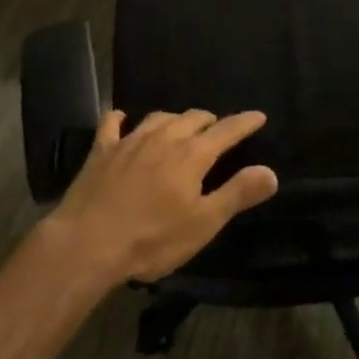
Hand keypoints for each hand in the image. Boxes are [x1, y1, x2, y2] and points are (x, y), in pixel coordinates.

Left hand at [43, 109, 278, 283]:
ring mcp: (130, 141)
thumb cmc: (152, 239)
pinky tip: (122, 118)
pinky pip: (112, 124)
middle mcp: (164, 138)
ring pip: (159, 117)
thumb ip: (237, 194)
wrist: (88, 243)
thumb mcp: (203, 223)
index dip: (245, 122)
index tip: (258, 116)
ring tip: (180, 126)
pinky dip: (121, 118)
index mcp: (193, 155)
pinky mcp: (102, 151)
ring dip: (174, 119)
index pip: (226, 130)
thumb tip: (271, 172)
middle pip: (193, 118)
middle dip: (209, 120)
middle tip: (217, 129)